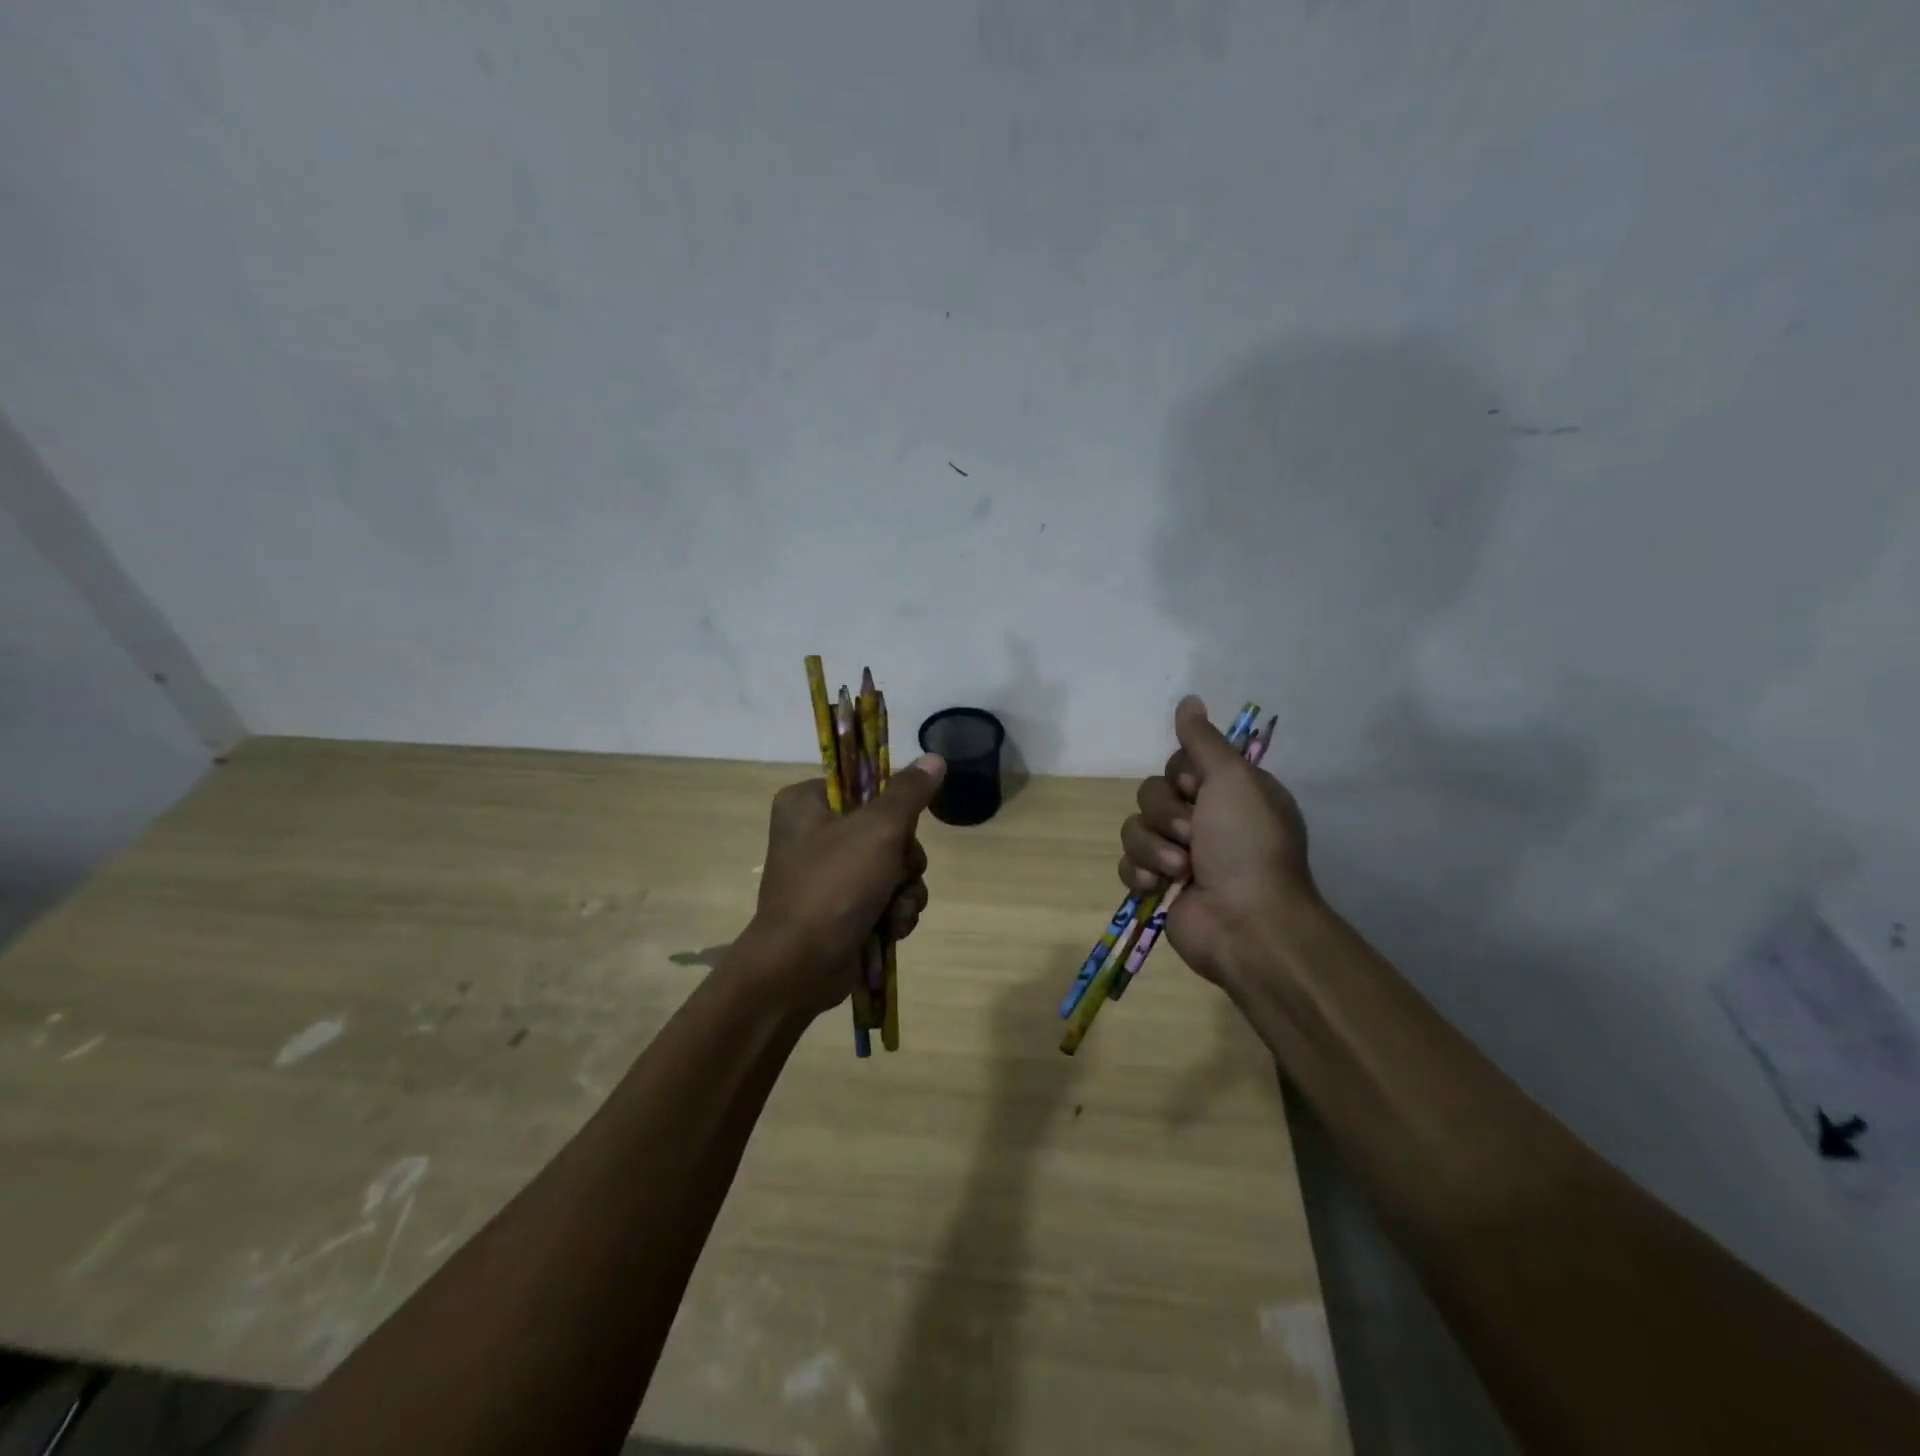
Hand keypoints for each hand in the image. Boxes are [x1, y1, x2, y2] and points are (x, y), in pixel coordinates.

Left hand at [743, 755, 944, 1015]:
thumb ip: (909, 793)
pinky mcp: (842, 909)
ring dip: (905, 890)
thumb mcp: (878, 831)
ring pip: (893, 867)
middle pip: (887, 829)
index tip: (900, 826)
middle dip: (904, 860)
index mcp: (807, 803)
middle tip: (897, 874)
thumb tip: (935, 757)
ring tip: (894, 911)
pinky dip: (894, 912)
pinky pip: (886, 897)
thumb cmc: (834, 888)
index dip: (893, 806)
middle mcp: (815, 833)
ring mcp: (829, 874)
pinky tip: (891, 929)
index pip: (865, 785)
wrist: (799, 969)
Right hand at [1118, 696, 1316, 987]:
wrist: (1245, 923)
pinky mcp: (1158, 885)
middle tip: (1193, 836)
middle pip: (1151, 793)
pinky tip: (1159, 888)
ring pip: (1134, 828)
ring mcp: (1179, 854)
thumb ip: (1203, 741)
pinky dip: (1140, 874)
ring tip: (1181, 871)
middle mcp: (1204, 819)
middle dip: (1166, 816)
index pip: (1178, 764)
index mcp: (1228, 792)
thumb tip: (1189, 700)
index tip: (1197, 790)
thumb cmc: (1245, 846)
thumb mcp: (1232, 780)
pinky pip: (1127, 863)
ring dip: (1154, 848)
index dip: (1180, 777)